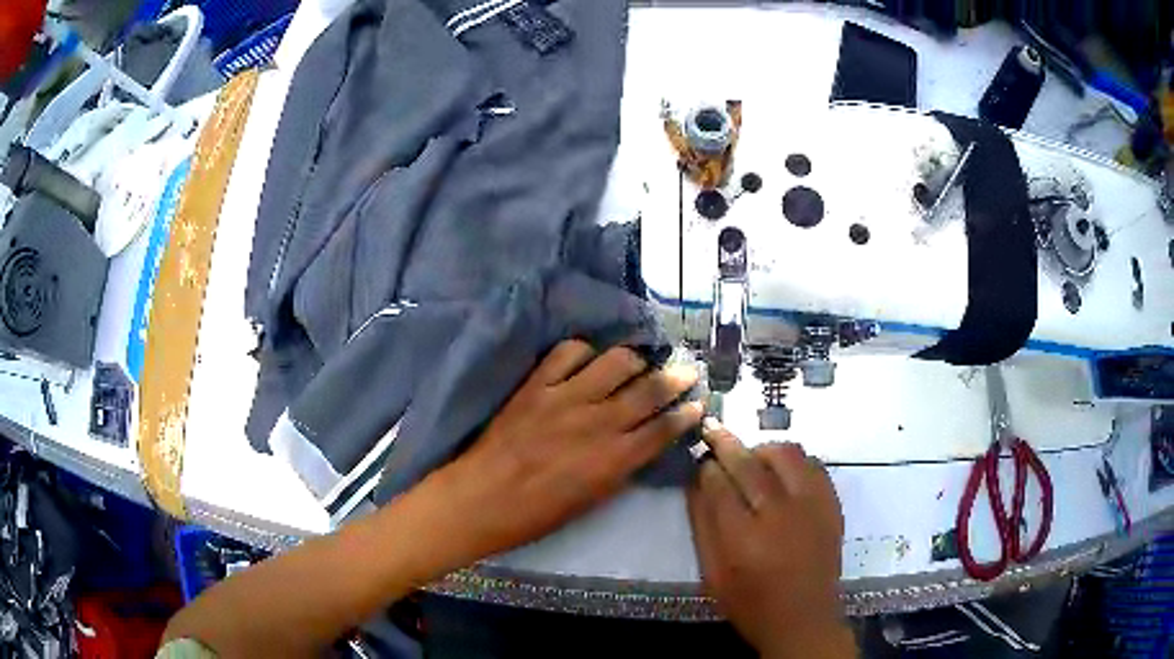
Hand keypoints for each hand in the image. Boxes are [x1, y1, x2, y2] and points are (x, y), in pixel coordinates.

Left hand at [427, 340, 703, 564]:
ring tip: (636, 363)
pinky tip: (587, 359)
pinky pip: (568, 352)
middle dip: (675, 377)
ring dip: (633, 359)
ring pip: (615, 361)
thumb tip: (640, 444)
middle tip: (687, 369)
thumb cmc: (537, 513)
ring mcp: (566, 397)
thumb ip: (620, 468)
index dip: (685, 414)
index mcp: (613, 459)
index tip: (697, 403)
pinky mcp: (537, 384)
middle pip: (649, 390)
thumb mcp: (591, 500)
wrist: (482, 497)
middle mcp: (597, 422)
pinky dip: (584, 351)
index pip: (663, 429)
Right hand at [687, 420, 853, 658]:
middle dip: (727, 444)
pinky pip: (813, 465)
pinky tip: (781, 470)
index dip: (707, 467)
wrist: (804, 618)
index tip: (700, 458)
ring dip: (763, 449)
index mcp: (743, 540)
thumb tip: (695, 483)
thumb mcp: (713, 575)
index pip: (720, 486)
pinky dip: (794, 460)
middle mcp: (779, 516)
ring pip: (787, 455)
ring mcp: (811, 507)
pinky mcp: (832, 505)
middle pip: (750, 465)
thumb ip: (702, 527)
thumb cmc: (750, 603)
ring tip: (751, 456)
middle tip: (714, 431)